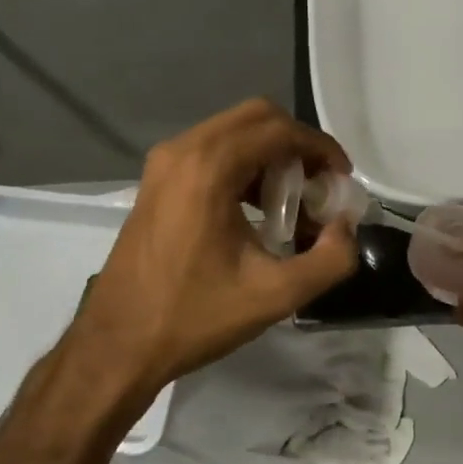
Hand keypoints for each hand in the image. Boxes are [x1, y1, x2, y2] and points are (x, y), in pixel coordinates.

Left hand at [68, 99, 359, 396]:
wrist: (117, 346)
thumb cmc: (193, 317)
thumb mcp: (275, 296)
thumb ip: (330, 260)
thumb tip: (345, 228)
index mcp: (209, 167)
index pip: (280, 130)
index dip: (320, 148)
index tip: (341, 180)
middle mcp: (183, 150)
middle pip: (257, 117)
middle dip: (297, 144)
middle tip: (318, 184)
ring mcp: (164, 162)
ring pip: (233, 130)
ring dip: (270, 153)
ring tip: (292, 201)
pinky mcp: (156, 179)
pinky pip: (211, 149)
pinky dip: (243, 163)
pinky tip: (255, 209)